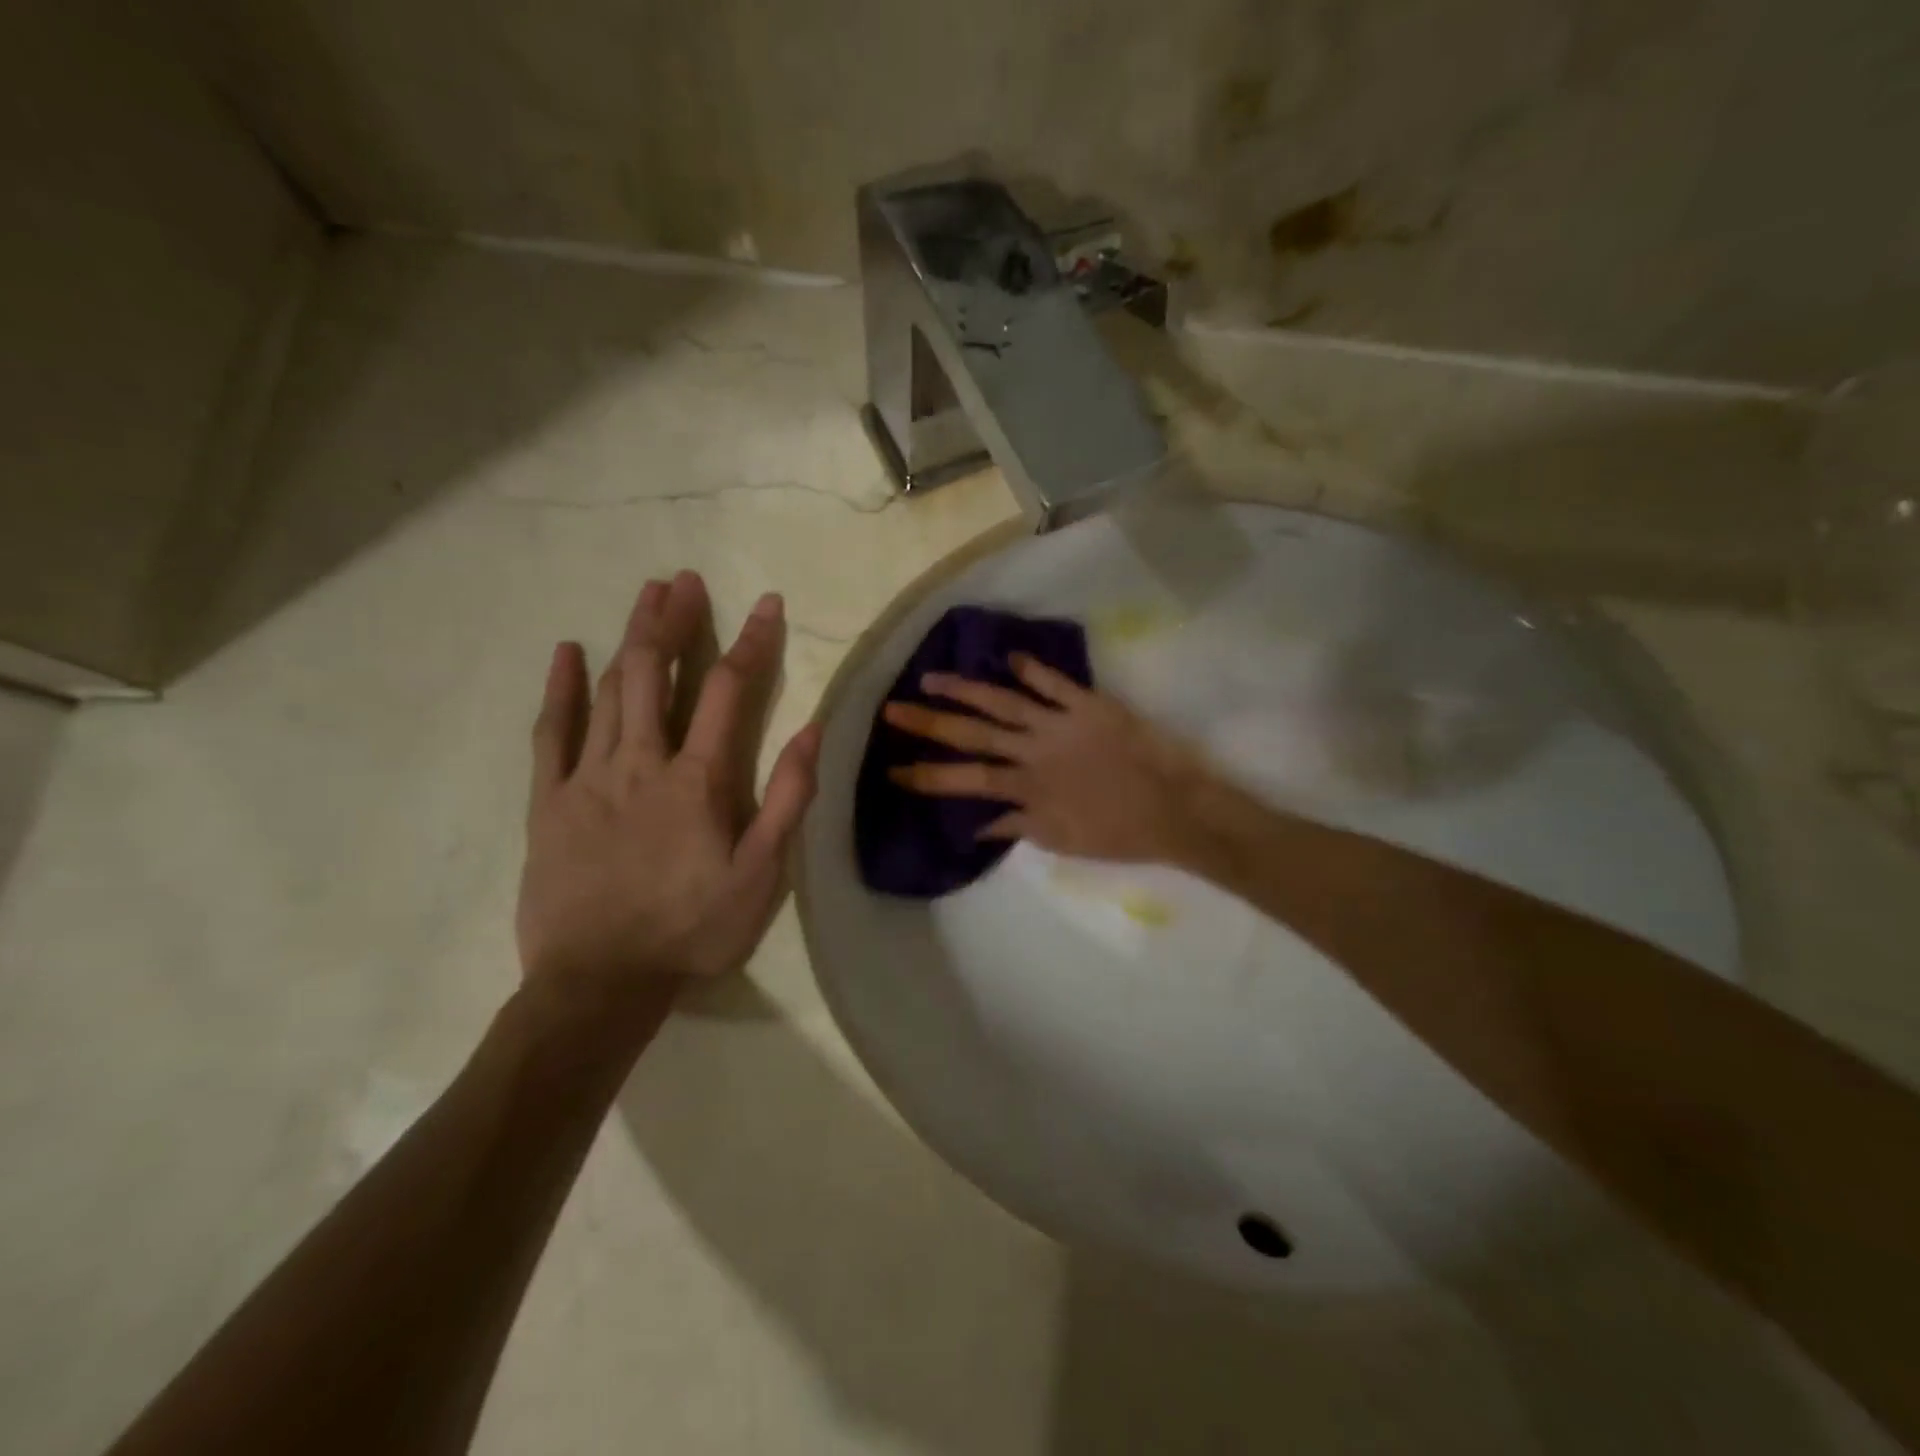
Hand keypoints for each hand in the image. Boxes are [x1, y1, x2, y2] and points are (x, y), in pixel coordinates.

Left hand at [516, 572, 820, 1006]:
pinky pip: (552, 733)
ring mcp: (588, 777)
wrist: (599, 982)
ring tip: (645, 595)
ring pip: (610, 691)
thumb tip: (811, 732)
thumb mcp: (761, 875)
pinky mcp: (549, 801)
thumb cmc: (691, 930)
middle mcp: (642, 762)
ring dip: (630, 638)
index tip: (767, 604)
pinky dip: (561, 689)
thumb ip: (786, 800)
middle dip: (675, 621)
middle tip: (685, 580)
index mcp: (698, 779)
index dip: (752, 642)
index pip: (728, 691)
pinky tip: (567, 653)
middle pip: (657, 674)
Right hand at [882, 654, 1208, 863]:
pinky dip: (1032, 669)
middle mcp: (1034, 751)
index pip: (965, 780)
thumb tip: (976, 825)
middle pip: (972, 734)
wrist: (1175, 809)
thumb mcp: (1061, 839)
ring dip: (966, 689)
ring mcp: (1060, 724)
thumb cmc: (1117, 833)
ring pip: (1003, 701)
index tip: (892, 771)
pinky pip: (1055, 682)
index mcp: (1026, 788)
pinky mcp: (1089, 705)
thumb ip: (1017, 826)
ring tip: (932, 677)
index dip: (925, 776)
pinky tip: (1010, 656)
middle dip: (928, 724)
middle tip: (892, 710)